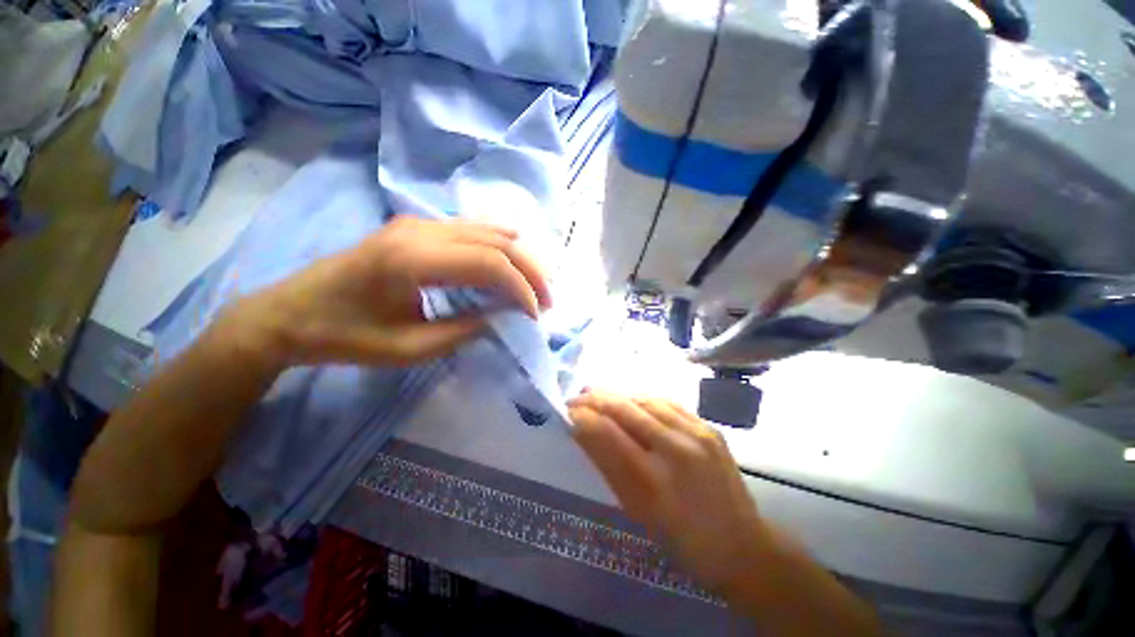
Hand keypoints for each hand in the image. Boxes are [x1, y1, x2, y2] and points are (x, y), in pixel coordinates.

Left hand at [222, 216, 551, 368]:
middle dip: (530, 272)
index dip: (522, 289)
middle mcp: (421, 230)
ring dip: (519, 258)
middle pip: (497, 242)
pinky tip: (512, 262)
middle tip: (547, 300)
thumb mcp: (409, 348)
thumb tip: (505, 319)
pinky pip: (473, 230)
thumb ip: (464, 331)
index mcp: (413, 259)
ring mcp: (419, 223)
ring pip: (489, 230)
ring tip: (536, 285)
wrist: (290, 312)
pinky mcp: (417, 227)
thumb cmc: (346, 336)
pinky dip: (500, 247)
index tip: (536, 316)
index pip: (490, 264)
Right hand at [568, 391, 764, 591]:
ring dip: (618, 395)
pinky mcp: (709, 428)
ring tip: (600, 395)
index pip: (607, 433)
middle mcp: (676, 449)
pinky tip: (632, 401)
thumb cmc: (681, 540)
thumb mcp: (636, 510)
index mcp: (653, 482)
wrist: (741, 546)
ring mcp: (697, 434)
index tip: (567, 411)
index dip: (583, 416)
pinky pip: (668, 404)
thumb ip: (608, 465)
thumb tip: (582, 430)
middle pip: (625, 409)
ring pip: (646, 400)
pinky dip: (643, 399)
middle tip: (577, 396)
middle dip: (595, 398)